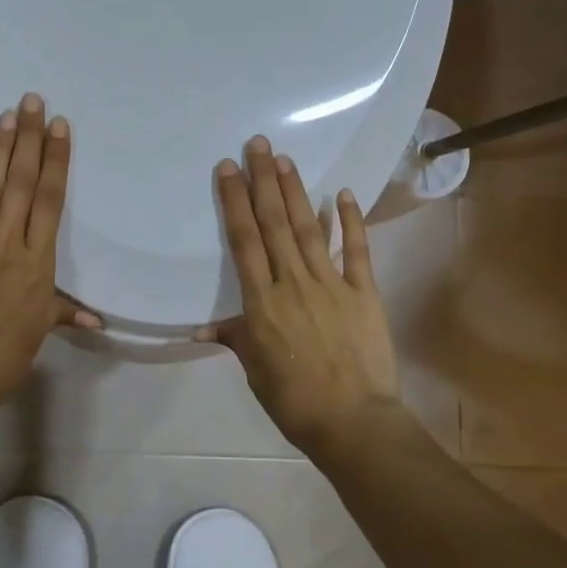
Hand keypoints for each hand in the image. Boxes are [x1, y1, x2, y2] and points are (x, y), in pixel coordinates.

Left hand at [0, 93, 99, 403]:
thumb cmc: (5, 355)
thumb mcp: (41, 331)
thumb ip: (64, 313)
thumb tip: (97, 319)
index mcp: (38, 260)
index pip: (51, 201)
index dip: (56, 161)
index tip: (60, 127)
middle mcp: (8, 242)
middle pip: (23, 183)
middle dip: (29, 139)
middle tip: (32, 101)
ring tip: (5, 115)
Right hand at [199, 136, 401, 451]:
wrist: (353, 422)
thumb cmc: (294, 400)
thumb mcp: (255, 370)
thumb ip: (235, 338)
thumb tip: (202, 328)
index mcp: (262, 302)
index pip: (244, 241)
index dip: (234, 202)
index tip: (228, 169)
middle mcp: (293, 283)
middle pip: (274, 224)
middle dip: (264, 181)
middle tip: (258, 144)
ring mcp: (332, 284)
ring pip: (308, 229)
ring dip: (296, 192)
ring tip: (285, 160)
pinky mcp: (364, 292)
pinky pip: (356, 251)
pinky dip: (349, 221)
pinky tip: (342, 193)